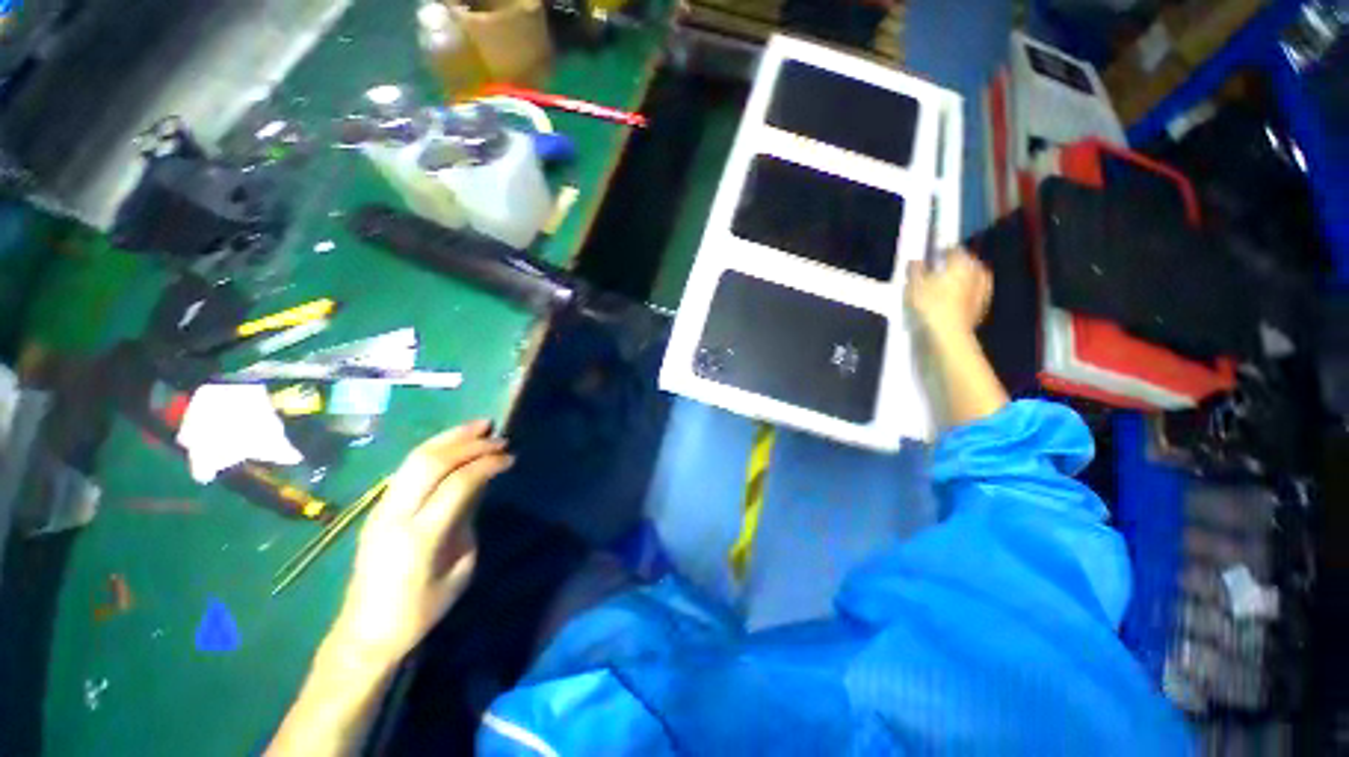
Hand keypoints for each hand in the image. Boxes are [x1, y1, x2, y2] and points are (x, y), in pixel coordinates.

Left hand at [328, 420, 513, 663]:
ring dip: (450, 438)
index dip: (487, 464)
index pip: (458, 482)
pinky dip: (434, 449)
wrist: (366, 632)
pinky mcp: (378, 508)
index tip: (510, 457)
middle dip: (469, 442)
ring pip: (415, 458)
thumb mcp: (460, 568)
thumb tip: (478, 485)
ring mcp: (381, 508)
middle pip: (432, 461)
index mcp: (421, 535)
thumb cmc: (422, 609)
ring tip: (478, 426)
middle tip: (497, 435)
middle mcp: (396, 514)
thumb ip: (468, 520)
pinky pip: (407, 468)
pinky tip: (453, 444)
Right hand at [906, 249, 992, 335]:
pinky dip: (963, 297)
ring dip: (962, 281)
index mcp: (962, 263)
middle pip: (967, 264)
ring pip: (972, 280)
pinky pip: (972, 297)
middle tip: (940, 270)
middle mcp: (976, 274)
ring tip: (946, 287)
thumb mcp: (914, 285)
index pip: (954, 250)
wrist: (947, 335)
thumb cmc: (930, 305)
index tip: (933, 253)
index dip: (942, 250)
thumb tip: (914, 260)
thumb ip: (915, 270)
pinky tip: (952, 303)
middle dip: (956, 265)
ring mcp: (982, 293)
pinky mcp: (980, 310)